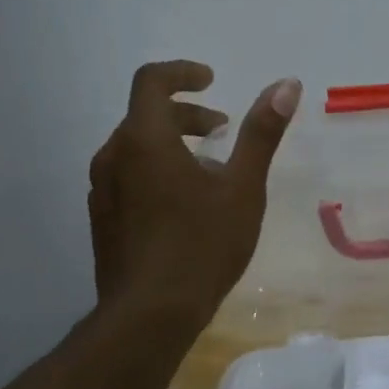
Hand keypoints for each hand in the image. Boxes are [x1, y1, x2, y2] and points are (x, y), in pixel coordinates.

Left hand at [88, 61, 300, 326]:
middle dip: (187, 115)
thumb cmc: (202, 246)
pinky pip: (128, 177)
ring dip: (172, 145)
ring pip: (136, 148)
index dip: (183, 73)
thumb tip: (287, 84)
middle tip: (222, 131)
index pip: (152, 80)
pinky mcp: (102, 219)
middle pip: (146, 115)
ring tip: (209, 173)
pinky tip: (184, 207)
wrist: (149, 316)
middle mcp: (113, 156)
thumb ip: (261, 133)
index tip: (211, 81)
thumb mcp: (242, 188)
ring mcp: (102, 190)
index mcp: (144, 139)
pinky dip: (156, 171)